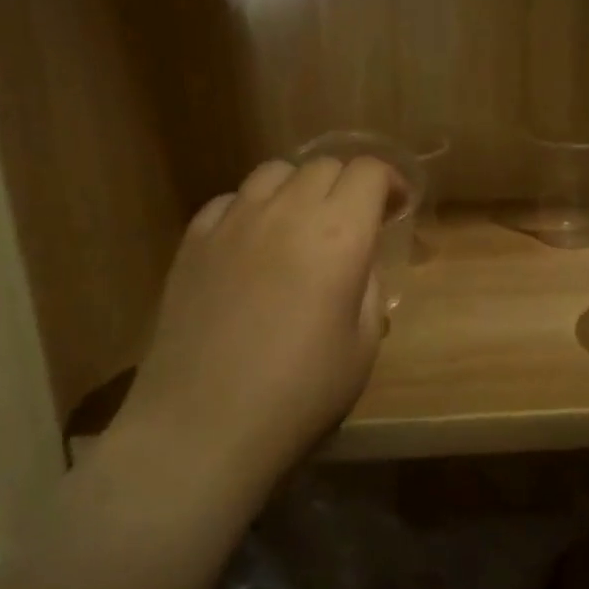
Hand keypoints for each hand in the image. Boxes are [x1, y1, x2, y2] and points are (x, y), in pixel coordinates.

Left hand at [122, 156, 395, 474]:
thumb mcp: (363, 346)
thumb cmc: (299, 393)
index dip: (391, 183)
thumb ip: (369, 288)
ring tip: (301, 227)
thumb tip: (358, 262)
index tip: (396, 209)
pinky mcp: (193, 240)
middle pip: (324, 165)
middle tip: (354, 224)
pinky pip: (230, 200)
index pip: (369, 172)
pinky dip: (252, 209)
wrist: (204, 423)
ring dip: (299, 189)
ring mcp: (232, 221)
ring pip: (274, 172)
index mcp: (338, 235)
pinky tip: (252, 245)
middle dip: (348, 186)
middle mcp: (286, 212)